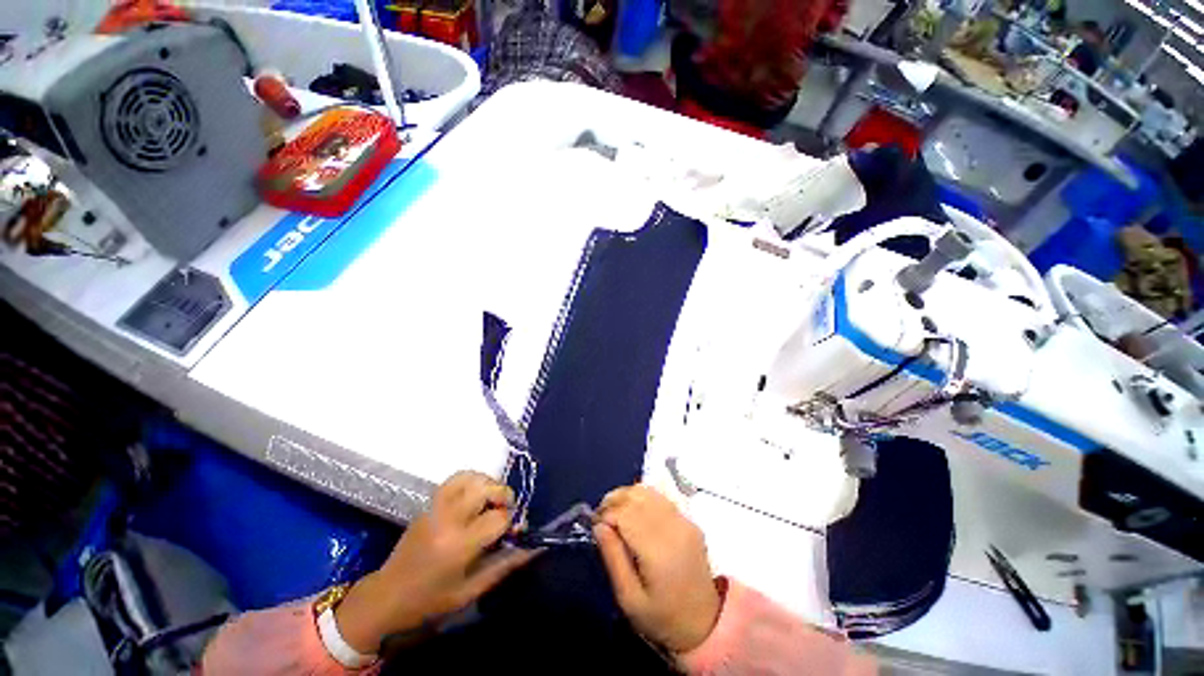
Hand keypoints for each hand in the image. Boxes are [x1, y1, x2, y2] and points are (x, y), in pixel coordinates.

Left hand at [335, 471, 536, 652]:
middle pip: (486, 488)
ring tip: (492, 500)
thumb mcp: (471, 591)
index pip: (499, 518)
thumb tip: (535, 547)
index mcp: (459, 545)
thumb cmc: (431, 600)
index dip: (512, 522)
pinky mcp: (429, 503)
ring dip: (489, 484)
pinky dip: (472, 479)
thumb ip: (505, 566)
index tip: (514, 532)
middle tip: (506, 510)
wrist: (387, 595)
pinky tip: (476, 494)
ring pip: (471, 477)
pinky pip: (456, 478)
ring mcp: (436, 507)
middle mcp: (448, 519)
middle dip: (504, 495)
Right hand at [594, 485, 721, 653]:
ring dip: (626, 496)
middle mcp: (673, 528)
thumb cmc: (661, 617)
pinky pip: (660, 497)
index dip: (606, 514)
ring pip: (648, 491)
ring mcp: (684, 521)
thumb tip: (599, 526)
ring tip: (615, 513)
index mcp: (658, 551)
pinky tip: (634, 512)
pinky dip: (642, 497)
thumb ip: (613, 558)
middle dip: (613, 501)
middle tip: (601, 518)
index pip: (626, 513)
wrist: (704, 624)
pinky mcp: (689, 520)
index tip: (594, 525)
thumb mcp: (629, 599)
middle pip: (636, 497)